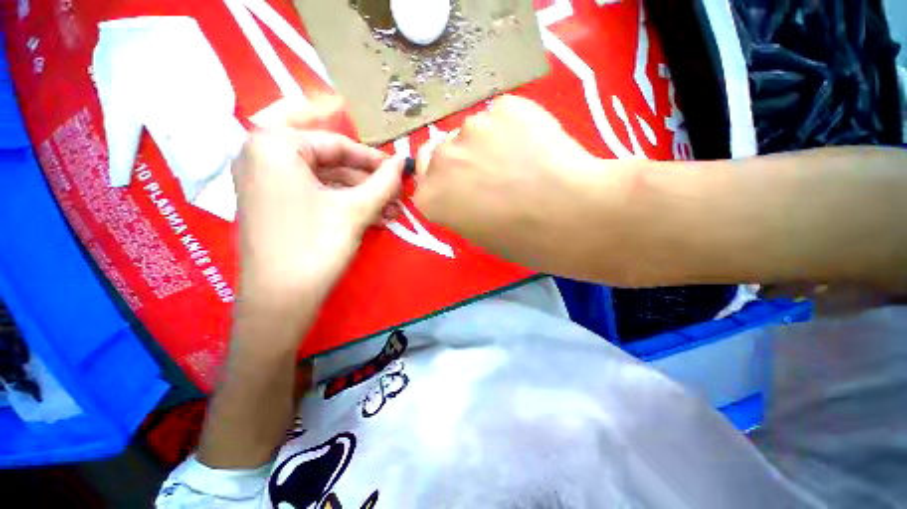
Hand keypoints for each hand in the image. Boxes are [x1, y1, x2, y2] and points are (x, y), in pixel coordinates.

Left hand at [233, 102, 402, 329]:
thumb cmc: (315, 246)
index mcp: (273, 145)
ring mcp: (267, 185)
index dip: (373, 159)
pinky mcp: (275, 207)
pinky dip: (345, 206)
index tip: (398, 171)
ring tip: (392, 211)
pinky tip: (374, 218)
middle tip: (397, 195)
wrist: (279, 302)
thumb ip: (383, 182)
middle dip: (368, 182)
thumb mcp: (356, 210)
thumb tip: (402, 163)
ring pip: (326, 182)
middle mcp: (263, 158)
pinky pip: (317, 197)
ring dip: (362, 196)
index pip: (336, 143)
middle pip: (331, 162)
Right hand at [414, 95, 624, 273]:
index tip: (464, 189)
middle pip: (441, 152)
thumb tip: (464, 188)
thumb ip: (459, 206)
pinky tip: (535, 146)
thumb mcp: (479, 234)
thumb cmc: (523, 240)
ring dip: (487, 143)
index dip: (447, 183)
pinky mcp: (505, 107)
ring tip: (520, 160)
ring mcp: (471, 129)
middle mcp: (441, 160)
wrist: (572, 215)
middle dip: (460, 162)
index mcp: (431, 198)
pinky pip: (502, 115)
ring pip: (472, 132)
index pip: (424, 181)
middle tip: (491, 174)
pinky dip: (514, 127)